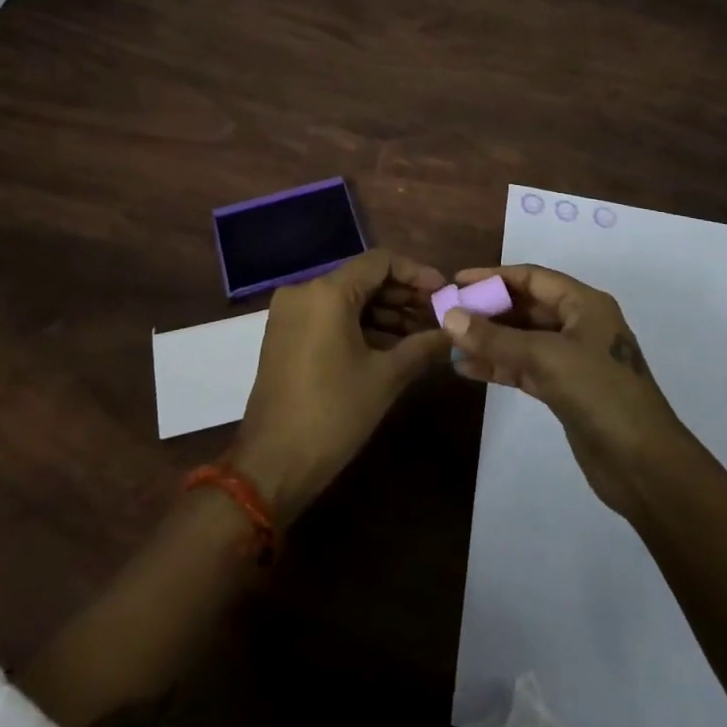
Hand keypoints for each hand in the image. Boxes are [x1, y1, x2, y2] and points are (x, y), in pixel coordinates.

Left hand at [231, 249, 450, 522]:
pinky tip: (392, 345)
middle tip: (438, 314)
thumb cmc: (332, 414)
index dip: (416, 273)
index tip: (444, 292)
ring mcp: (291, 313)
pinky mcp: (286, 335)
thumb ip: (423, 347)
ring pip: (347, 298)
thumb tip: (454, 333)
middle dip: (403, 295)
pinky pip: (330, 316)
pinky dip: (360, 325)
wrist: (271, 465)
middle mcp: (304, 291)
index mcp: (327, 292)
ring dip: (384, 312)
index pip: (380, 262)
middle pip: (363, 278)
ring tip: (422, 333)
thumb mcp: (385, 378)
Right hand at [442, 264, 691, 517]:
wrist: (645, 467)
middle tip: (447, 314)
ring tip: (448, 343)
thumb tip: (449, 317)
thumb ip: (496, 339)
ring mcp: (572, 359)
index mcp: (584, 304)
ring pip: (522, 340)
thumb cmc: (601, 394)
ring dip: (488, 341)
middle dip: (487, 310)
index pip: (532, 278)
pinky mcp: (565, 390)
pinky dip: (498, 367)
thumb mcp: (546, 358)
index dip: (494, 276)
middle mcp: (579, 324)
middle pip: (526, 307)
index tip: (457, 281)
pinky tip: (466, 369)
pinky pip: (524, 368)